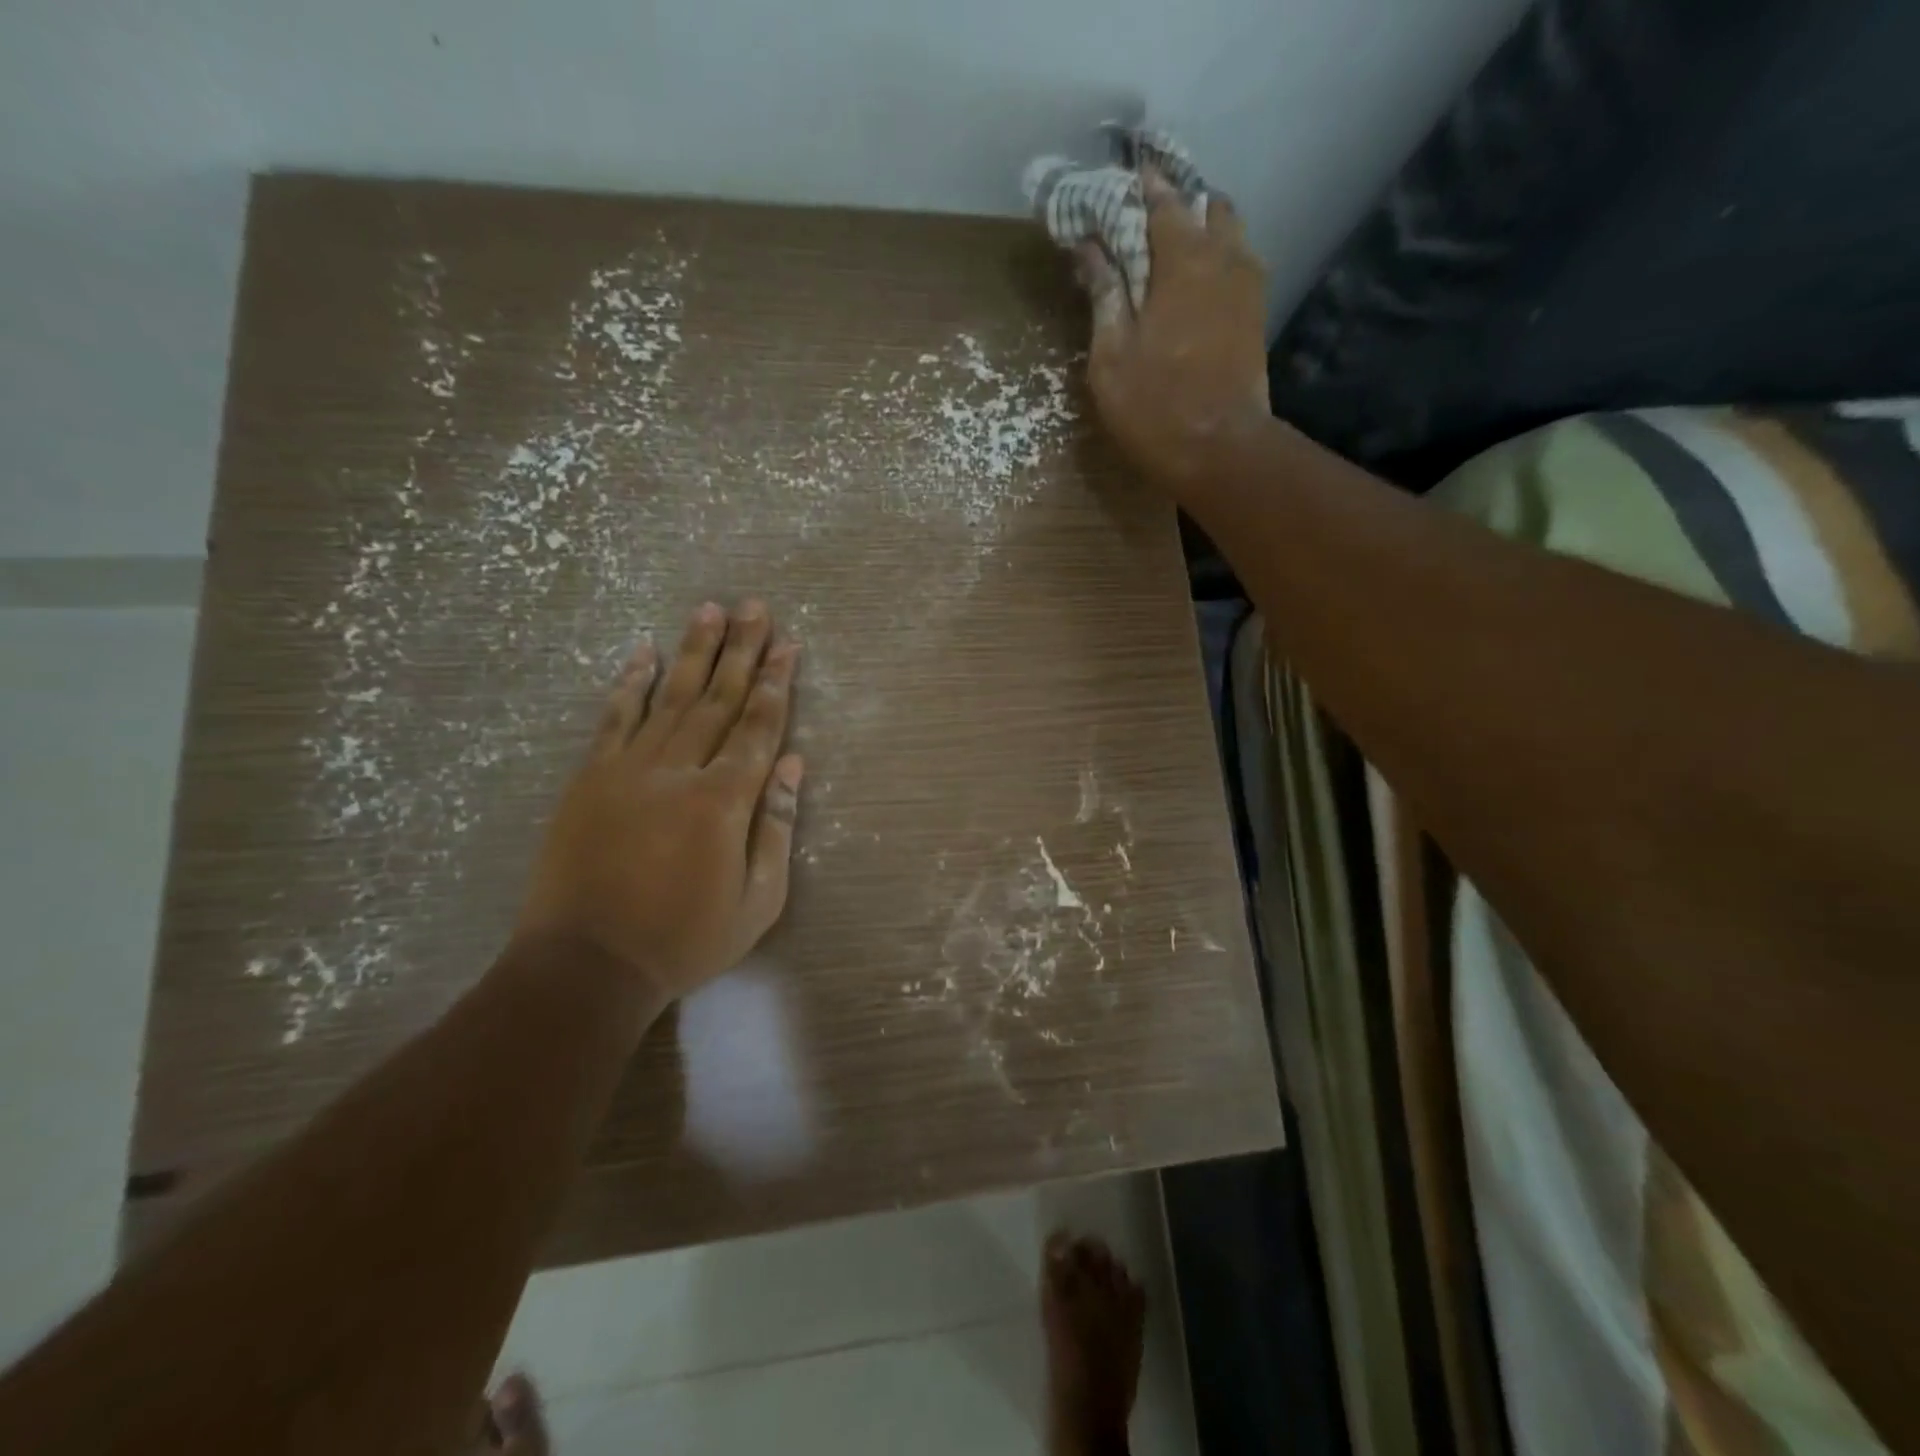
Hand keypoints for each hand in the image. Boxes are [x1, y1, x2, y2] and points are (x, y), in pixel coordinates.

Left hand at [514, 600, 803, 1007]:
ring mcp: (628, 770)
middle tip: (755, 606)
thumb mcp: (757, 902)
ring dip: (692, 651)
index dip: (776, 684)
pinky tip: (642, 652)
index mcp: (723, 802)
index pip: (757, 728)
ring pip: (669, 697)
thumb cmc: (684, 941)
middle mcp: (678, 771)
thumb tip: (792, 763)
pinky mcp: (590, 778)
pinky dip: (629, 683)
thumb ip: (775, 827)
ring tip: (708, 609)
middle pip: (717, 699)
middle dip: (741, 650)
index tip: (789, 645)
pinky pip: (614, 719)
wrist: (586, 966)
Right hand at [1075, 168, 1270, 494]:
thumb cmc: (1155, 406)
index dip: (1139, 186)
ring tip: (1171, 248)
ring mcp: (1248, 286)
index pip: (1161, 201)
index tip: (1120, 175)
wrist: (1221, 450)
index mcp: (1183, 259)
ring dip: (1202, 229)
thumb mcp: (1111, 356)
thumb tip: (1088, 247)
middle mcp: (1224, 257)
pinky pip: (1239, 264)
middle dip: (1177, 202)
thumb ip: (1104, 294)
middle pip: (1206, 206)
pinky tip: (1196, 283)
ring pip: (1230, 233)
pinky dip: (1217, 259)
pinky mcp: (1256, 315)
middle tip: (1145, 216)